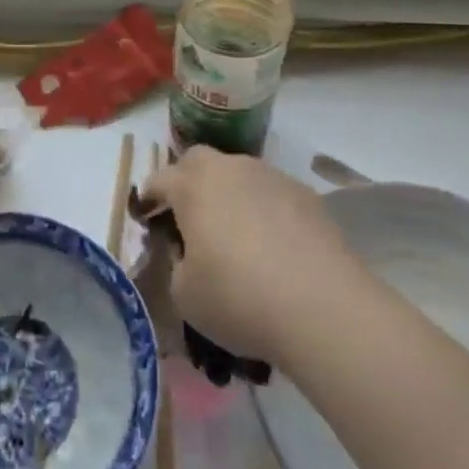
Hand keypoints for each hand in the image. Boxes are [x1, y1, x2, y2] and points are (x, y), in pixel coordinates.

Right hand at [136, 147, 356, 362]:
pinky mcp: (307, 196)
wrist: (322, 307)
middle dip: (188, 181)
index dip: (149, 197)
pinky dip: (264, 211)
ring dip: (230, 195)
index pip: (160, 179)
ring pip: (239, 175)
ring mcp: (272, 177)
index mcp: (193, 185)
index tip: (146, 215)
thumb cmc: (238, 298)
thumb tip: (190, 254)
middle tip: (189, 216)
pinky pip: (272, 195)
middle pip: (200, 161)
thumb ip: (178, 264)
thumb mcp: (185, 294)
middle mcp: (230, 168)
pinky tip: (273, 246)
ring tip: (235, 234)